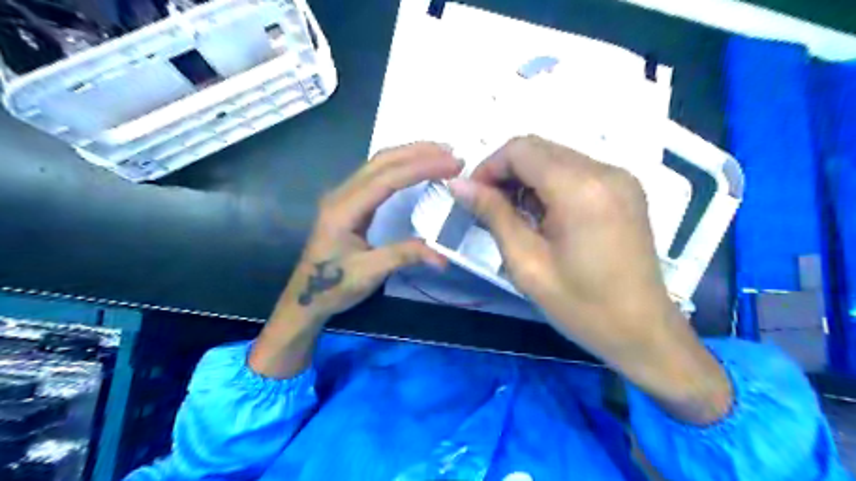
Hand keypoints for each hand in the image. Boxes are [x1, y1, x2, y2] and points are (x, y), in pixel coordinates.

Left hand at [250, 143, 460, 378]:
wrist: (306, 297)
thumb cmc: (333, 286)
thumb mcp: (368, 273)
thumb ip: (404, 256)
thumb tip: (443, 256)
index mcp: (343, 209)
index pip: (386, 178)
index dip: (420, 168)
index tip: (451, 165)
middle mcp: (342, 194)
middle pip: (382, 161)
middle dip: (418, 153)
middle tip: (452, 154)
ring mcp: (344, 195)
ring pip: (379, 163)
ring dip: (411, 154)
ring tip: (441, 154)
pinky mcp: (350, 201)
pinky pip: (378, 174)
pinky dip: (402, 166)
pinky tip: (417, 167)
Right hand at [451, 135, 730, 423]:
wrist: (643, 332)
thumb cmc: (581, 306)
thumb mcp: (526, 263)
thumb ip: (493, 215)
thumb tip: (459, 185)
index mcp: (581, 189)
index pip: (521, 150)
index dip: (488, 167)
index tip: (473, 197)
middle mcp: (605, 170)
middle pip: (538, 148)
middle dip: (505, 173)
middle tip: (490, 209)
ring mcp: (620, 178)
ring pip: (555, 157)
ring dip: (527, 179)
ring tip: (516, 218)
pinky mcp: (625, 189)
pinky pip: (575, 171)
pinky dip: (550, 185)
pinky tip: (544, 217)